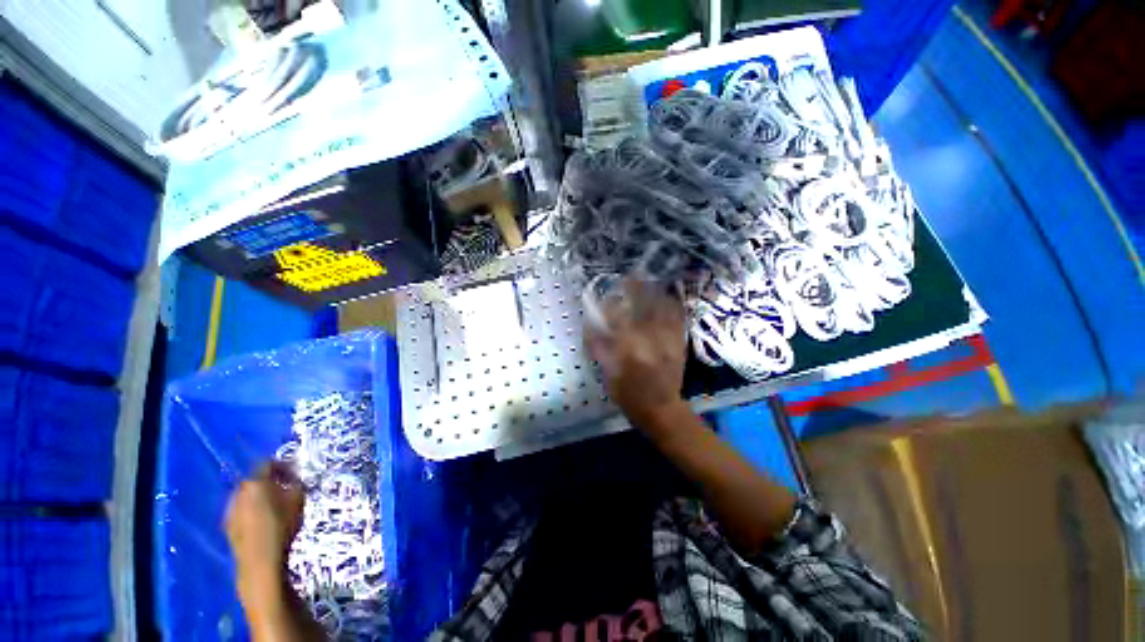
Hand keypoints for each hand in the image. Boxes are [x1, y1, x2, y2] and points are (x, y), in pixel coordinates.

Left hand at [225, 462, 304, 598]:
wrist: (260, 558)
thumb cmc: (281, 524)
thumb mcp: (298, 500)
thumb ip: (296, 485)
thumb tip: (294, 481)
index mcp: (255, 482)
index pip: (268, 463)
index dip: (283, 465)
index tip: (295, 473)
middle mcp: (238, 492)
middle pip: (256, 480)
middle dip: (271, 482)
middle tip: (286, 489)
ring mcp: (230, 510)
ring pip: (247, 496)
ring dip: (261, 497)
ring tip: (275, 506)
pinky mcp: (227, 525)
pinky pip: (242, 510)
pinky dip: (253, 510)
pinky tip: (264, 521)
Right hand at [584, 278, 687, 429]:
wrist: (662, 410)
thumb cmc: (629, 396)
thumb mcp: (608, 374)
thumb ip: (599, 348)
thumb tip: (591, 325)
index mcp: (629, 350)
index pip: (617, 320)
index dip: (610, 306)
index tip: (604, 298)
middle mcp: (650, 341)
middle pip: (642, 308)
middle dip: (636, 289)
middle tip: (630, 276)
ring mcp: (667, 341)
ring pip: (662, 309)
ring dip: (654, 292)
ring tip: (647, 279)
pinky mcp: (678, 343)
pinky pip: (677, 319)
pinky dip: (672, 305)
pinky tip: (667, 296)